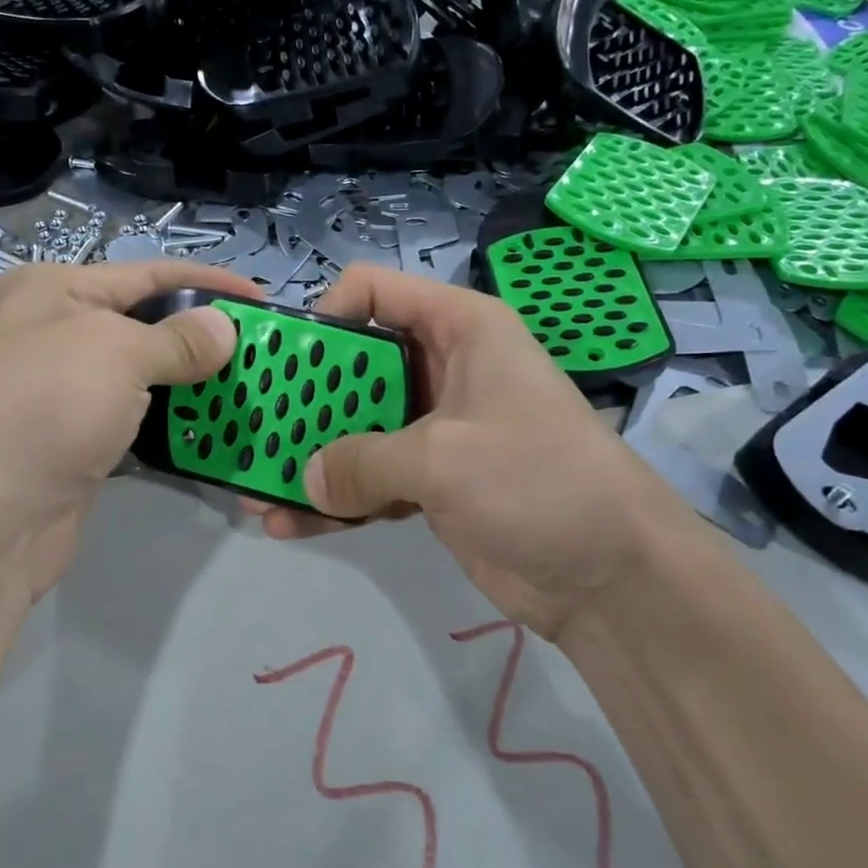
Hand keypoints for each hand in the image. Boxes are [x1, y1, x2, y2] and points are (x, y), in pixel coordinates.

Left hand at [0, 260, 260, 606]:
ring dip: (191, 380)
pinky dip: (171, 418)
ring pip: (143, 374)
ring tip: (247, 383)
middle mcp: (54, 333)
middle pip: (145, 322)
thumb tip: (225, 328)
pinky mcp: (76, 440)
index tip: (259, 298)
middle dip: (202, 333)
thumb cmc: (48, 405)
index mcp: (54, 291)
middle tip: (261, 348)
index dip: (206, 282)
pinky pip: (136, 417)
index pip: (146, 273)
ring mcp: (63, 391)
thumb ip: (179, 338)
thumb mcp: (118, 352)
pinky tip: (210, 423)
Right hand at [250, 265, 698, 640]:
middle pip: (355, 365)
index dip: (325, 316)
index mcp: (458, 329)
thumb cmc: (537, 480)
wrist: (614, 576)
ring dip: (311, 456)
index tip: (286, 362)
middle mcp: (442, 368)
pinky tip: (289, 525)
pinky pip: (371, 478)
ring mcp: (436, 428)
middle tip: (253, 430)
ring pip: (357, 428)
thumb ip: (363, 460)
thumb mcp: (444, 457)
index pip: (374, 291)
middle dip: (304, 399)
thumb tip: (306, 478)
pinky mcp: (433, 482)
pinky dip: (336, 500)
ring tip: (254, 487)